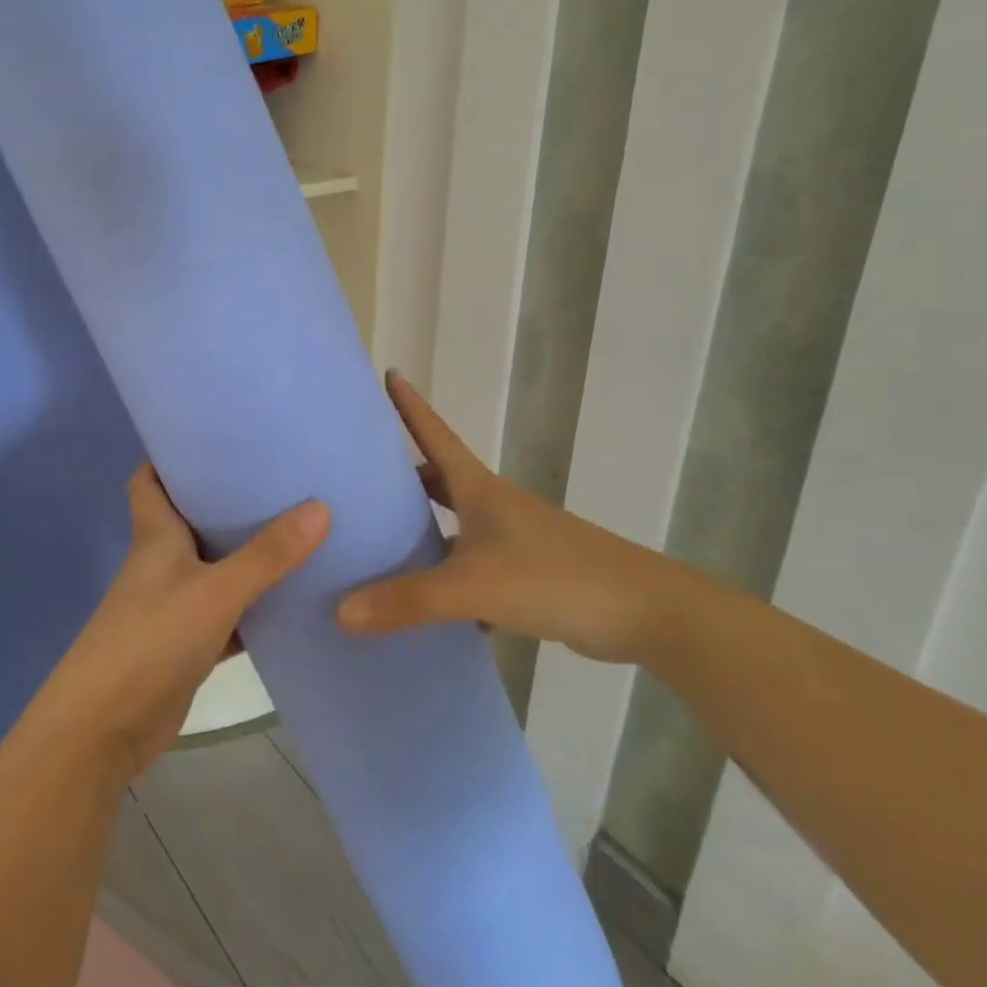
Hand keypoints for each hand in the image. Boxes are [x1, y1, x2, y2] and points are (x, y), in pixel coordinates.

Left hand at [31, 467, 327, 780]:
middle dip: (228, 501)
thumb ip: (267, 555)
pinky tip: (292, 598)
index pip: (151, 479)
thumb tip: (320, 506)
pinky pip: (227, 613)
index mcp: (156, 536)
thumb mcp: (215, 592)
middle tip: (281, 478)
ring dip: (247, 554)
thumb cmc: (150, 641)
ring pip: (214, 566)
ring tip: (300, 528)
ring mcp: (175, 604)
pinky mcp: (188, 643)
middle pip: (192, 518)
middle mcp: (163, 562)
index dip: (172, 456)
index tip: (216, 439)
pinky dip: (253, 606)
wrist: (104, 730)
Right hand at [335, 372, 683, 663]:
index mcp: (478, 488)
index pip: (434, 434)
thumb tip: (341, 612)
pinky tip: (420, 599)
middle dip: (399, 472)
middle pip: (436, 477)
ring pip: (451, 523)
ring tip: (373, 537)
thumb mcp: (474, 587)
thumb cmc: (556, 577)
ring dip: (419, 526)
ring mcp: (510, 539)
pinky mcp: (523, 574)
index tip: (386, 373)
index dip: (409, 405)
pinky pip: (468, 565)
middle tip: (353, 473)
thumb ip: (409, 600)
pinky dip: (443, 574)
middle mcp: (491, 505)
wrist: (645, 612)